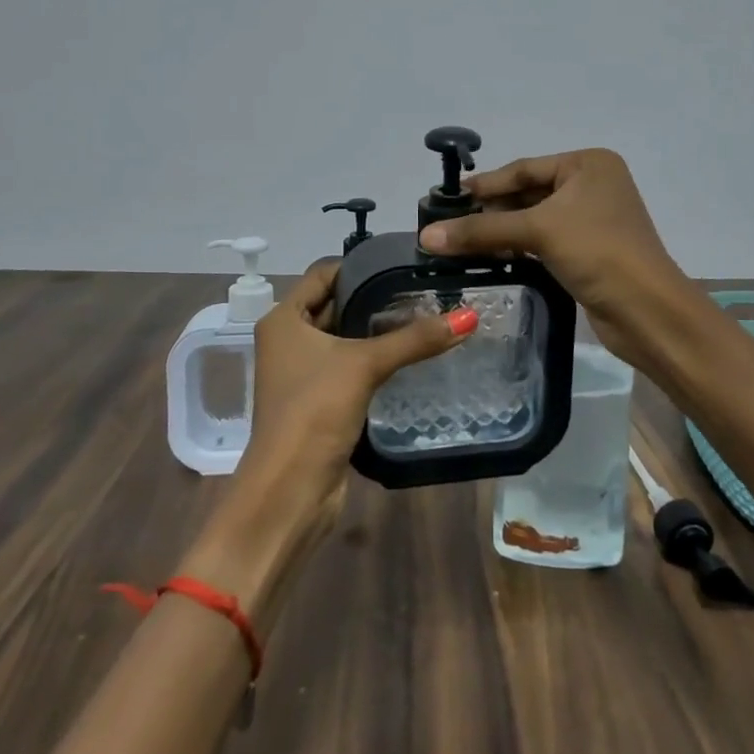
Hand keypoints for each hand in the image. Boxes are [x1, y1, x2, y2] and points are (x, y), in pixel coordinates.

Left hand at [236, 260, 475, 531]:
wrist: (290, 490)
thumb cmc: (314, 411)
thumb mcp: (364, 365)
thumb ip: (415, 339)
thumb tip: (469, 317)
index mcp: (284, 319)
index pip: (324, 274)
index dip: (360, 266)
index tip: (403, 263)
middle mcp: (288, 339)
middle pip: (336, 304)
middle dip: (375, 298)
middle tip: (424, 289)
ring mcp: (302, 372)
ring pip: (345, 337)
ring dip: (378, 330)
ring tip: (426, 315)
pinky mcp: (319, 399)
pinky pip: (350, 365)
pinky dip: (375, 358)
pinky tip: (411, 354)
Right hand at [418, 148, 692, 372]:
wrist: (647, 310)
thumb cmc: (597, 251)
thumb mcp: (538, 231)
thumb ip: (481, 230)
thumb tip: (426, 236)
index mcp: (588, 164)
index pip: (524, 168)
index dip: (484, 185)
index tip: (444, 199)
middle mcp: (592, 185)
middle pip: (527, 193)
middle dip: (490, 210)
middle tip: (446, 224)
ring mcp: (591, 219)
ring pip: (534, 219)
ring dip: (500, 231)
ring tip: (458, 243)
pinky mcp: (588, 251)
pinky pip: (543, 241)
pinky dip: (517, 247)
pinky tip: (488, 257)